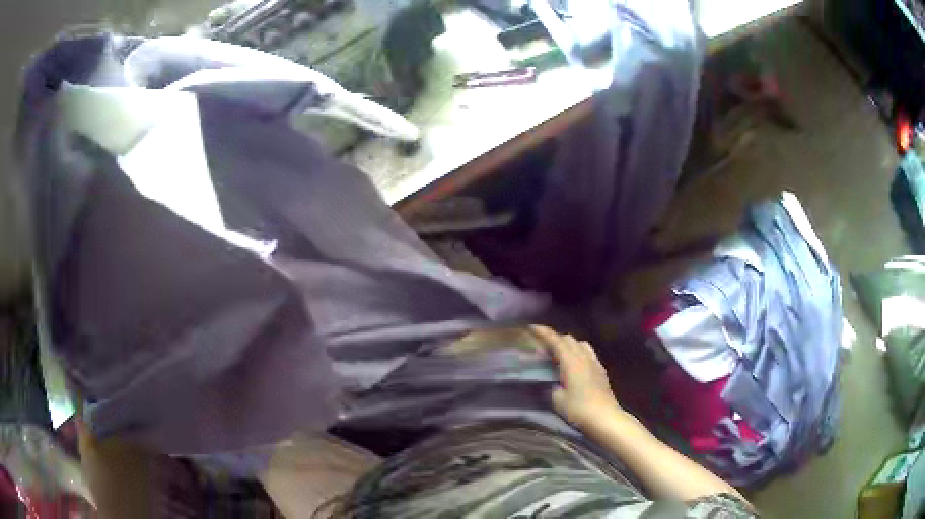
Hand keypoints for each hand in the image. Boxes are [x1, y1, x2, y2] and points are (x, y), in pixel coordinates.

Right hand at [530, 325, 620, 428]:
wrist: (605, 417)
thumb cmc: (579, 409)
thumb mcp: (558, 399)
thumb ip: (552, 385)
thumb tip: (552, 381)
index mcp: (571, 362)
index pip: (556, 341)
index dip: (544, 333)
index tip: (533, 328)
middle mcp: (584, 357)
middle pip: (569, 339)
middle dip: (556, 339)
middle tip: (544, 347)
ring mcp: (595, 363)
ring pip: (581, 344)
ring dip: (569, 344)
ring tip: (560, 354)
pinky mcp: (601, 370)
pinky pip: (589, 353)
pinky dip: (579, 352)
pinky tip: (575, 364)